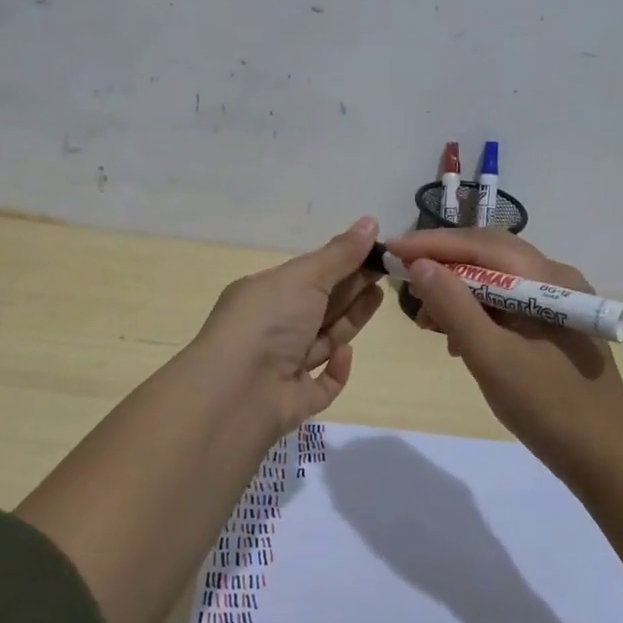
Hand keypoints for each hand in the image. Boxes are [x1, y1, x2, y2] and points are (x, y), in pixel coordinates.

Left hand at [185, 217, 385, 434]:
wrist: (235, 394)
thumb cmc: (267, 322)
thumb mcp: (304, 278)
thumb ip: (340, 254)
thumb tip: (371, 221)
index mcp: (265, 295)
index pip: (308, 275)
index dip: (341, 263)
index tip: (375, 251)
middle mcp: (271, 329)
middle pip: (319, 306)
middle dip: (351, 288)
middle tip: (387, 271)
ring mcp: (281, 367)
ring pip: (323, 341)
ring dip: (349, 320)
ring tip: (379, 297)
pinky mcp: (294, 401)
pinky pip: (321, 384)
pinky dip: (336, 369)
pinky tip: (346, 353)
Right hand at [390, 229, 622, 473]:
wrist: (608, 462)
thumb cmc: (550, 409)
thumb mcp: (493, 358)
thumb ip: (455, 307)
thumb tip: (420, 264)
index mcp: (549, 279)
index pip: (481, 245)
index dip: (433, 244)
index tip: (391, 249)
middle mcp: (557, 278)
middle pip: (489, 255)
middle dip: (443, 264)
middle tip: (403, 279)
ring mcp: (558, 302)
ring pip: (496, 279)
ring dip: (458, 291)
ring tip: (427, 319)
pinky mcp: (555, 326)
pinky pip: (507, 303)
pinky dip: (476, 312)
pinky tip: (457, 338)